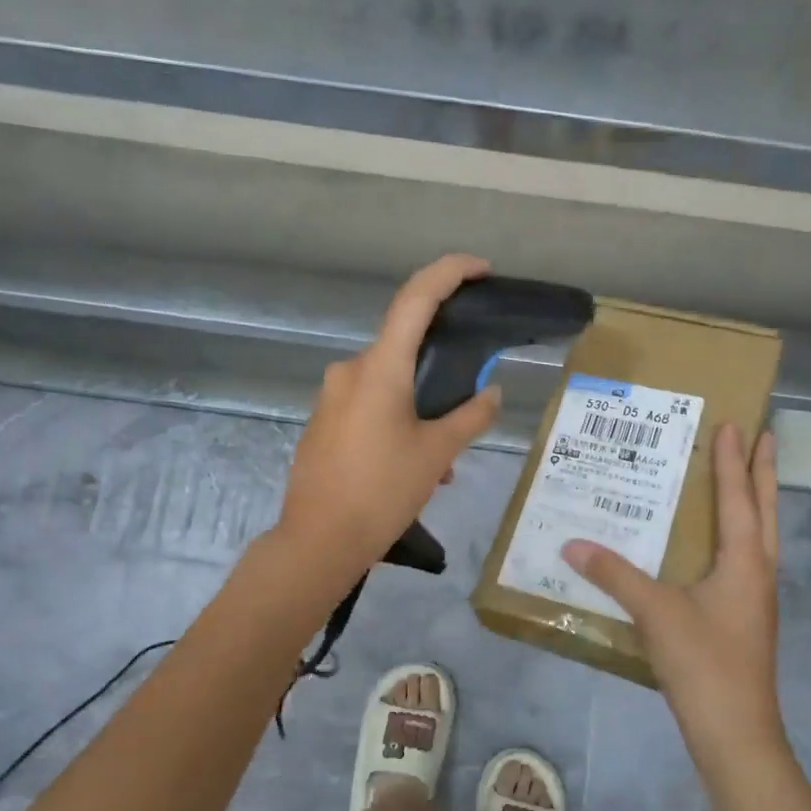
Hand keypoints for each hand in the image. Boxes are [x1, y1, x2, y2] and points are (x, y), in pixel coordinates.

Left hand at [277, 254, 502, 575]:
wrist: (318, 541)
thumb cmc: (382, 491)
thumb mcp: (437, 453)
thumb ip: (470, 416)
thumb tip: (491, 393)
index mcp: (380, 368)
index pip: (416, 298)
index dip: (449, 272)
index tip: (480, 269)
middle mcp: (350, 370)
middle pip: (404, 347)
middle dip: (441, 370)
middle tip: (469, 404)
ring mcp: (331, 396)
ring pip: (389, 384)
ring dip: (420, 408)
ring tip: (442, 459)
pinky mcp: (323, 421)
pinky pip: (369, 405)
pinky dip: (396, 421)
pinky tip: (412, 466)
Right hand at [563, 425, 782, 770]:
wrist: (736, 734)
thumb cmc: (704, 663)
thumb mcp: (655, 613)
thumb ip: (614, 574)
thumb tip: (572, 543)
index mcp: (745, 561)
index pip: (739, 498)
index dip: (733, 460)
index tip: (734, 424)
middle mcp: (758, 572)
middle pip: (765, 510)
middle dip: (762, 472)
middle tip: (762, 436)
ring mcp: (756, 598)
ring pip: (760, 536)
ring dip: (754, 502)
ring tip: (743, 478)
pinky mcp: (745, 618)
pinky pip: (745, 560)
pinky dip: (738, 535)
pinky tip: (715, 545)